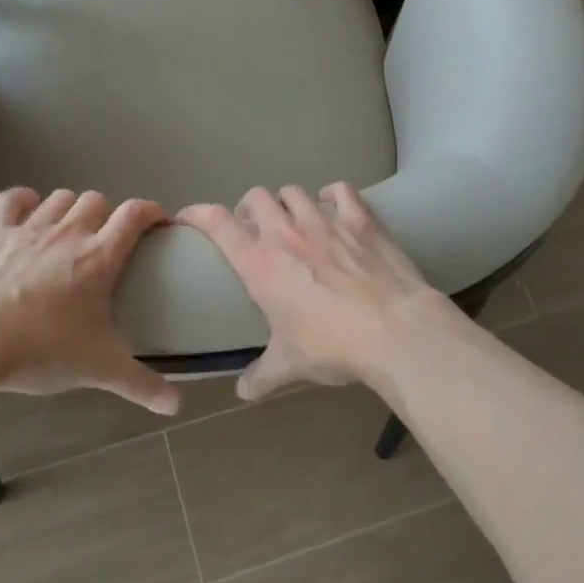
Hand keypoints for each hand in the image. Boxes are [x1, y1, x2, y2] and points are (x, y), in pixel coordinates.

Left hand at [0, 188, 178, 414]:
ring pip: (59, 198)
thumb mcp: (97, 370)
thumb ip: (141, 385)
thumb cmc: (39, 351)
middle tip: (105, 241)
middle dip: (106, 214)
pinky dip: (24, 201)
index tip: (157, 223)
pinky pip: (13, 199)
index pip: (135, 214)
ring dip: (69, 208)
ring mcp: (27, 228)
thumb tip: (177, 405)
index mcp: (99, 257)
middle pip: (96, 200)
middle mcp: (67, 232)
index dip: (151, 211)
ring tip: (68, 230)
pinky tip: (28, 213)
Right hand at [178, 183, 455, 400]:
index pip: (218, 223)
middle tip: (254, 229)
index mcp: (260, 264)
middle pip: (255, 197)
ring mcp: (324, 221)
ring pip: (293, 191)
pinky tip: (333, 209)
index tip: (189, 216)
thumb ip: (262, 376)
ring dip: (286, 202)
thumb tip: (243, 393)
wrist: (394, 330)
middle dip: (249, 209)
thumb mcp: (291, 365)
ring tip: (293, 220)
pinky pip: (339, 189)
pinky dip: (331, 195)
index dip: (198, 213)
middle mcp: (286, 234)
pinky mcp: (360, 219)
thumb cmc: (333, 346)